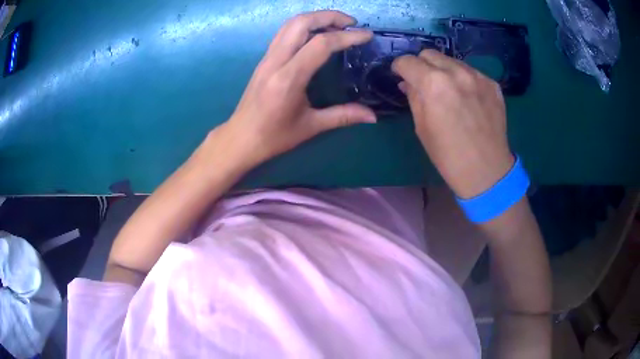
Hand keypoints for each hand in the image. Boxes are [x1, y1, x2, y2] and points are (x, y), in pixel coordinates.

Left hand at [219, 11, 375, 168]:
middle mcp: (275, 61)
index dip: (347, 36)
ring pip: (290, 24)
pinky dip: (304, 26)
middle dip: (330, 16)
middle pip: (301, 22)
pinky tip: (317, 36)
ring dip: (316, 18)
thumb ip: (343, 116)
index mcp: (288, 78)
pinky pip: (284, 33)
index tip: (367, 36)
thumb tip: (373, 116)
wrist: (240, 139)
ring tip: (338, 26)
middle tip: (352, 24)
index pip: (320, 44)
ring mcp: (267, 58)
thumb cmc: (274, 137)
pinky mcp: (264, 59)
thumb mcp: (311, 127)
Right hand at [392, 50, 513, 198]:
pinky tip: (467, 98)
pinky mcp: (492, 84)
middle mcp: (456, 72)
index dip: (400, 68)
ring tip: (448, 91)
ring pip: (451, 60)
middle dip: (421, 65)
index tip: (401, 76)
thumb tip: (408, 82)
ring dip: (443, 70)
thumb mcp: (421, 127)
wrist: (487, 171)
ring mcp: (478, 76)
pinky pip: (471, 72)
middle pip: (429, 54)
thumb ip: (413, 97)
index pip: (407, 61)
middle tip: (424, 83)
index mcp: (433, 84)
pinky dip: (463, 79)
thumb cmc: (448, 155)